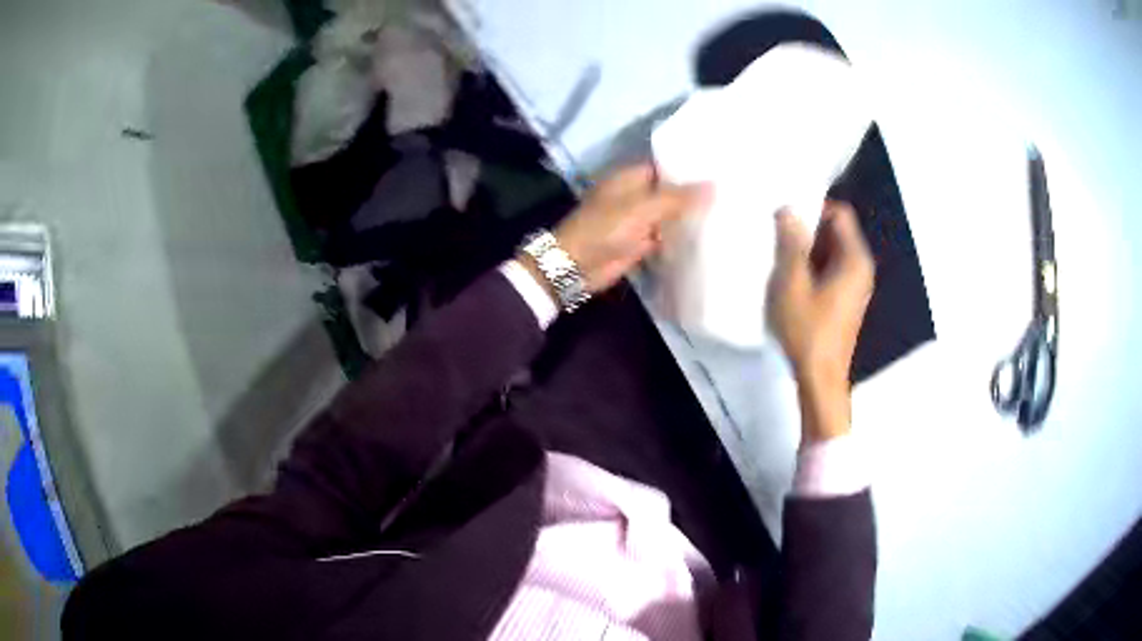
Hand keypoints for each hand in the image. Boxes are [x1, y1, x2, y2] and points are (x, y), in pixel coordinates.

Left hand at [542, 163, 711, 294]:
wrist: (577, 265)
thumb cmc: (606, 228)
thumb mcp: (644, 208)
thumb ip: (679, 198)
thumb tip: (714, 185)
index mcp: (631, 177)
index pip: (666, 166)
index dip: (690, 168)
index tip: (720, 170)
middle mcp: (635, 195)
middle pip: (669, 192)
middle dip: (693, 195)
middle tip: (733, 193)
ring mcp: (638, 220)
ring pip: (669, 215)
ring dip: (689, 217)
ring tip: (728, 212)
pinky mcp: (640, 243)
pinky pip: (665, 237)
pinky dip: (680, 238)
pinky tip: (708, 237)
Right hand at [768, 202, 873, 443]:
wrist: (819, 381)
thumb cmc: (806, 331)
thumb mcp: (792, 283)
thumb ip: (791, 243)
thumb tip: (788, 209)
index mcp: (854, 259)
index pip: (839, 214)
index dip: (812, 209)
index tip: (784, 219)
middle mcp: (861, 268)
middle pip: (835, 233)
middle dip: (806, 232)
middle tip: (776, 241)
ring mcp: (855, 287)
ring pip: (830, 253)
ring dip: (805, 253)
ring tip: (779, 262)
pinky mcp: (845, 302)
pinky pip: (830, 272)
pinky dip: (811, 271)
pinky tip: (790, 285)